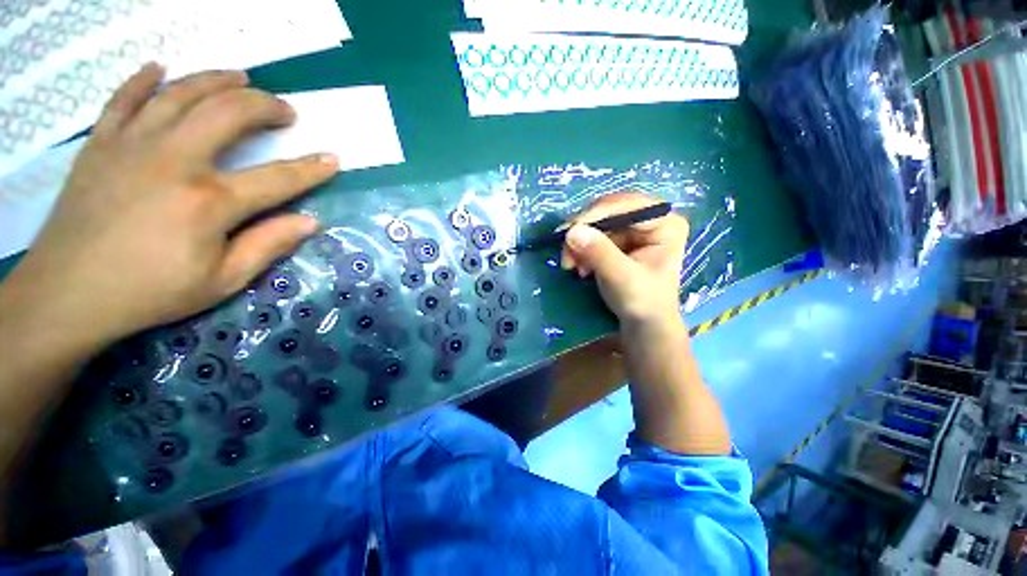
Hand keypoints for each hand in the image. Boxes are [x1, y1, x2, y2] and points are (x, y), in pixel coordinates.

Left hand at [5, 63, 337, 347]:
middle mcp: (174, 160)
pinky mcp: (100, 144)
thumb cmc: (151, 292)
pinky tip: (161, 68)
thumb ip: (268, 246)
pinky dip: (144, 79)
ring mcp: (132, 145)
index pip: (277, 178)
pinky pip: (124, 98)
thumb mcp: (223, 281)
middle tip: (285, 110)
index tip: (332, 158)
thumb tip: (310, 222)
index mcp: (209, 202)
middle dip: (265, 106)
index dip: (311, 169)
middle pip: (228, 113)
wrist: (68, 294)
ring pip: (180, 93)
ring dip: (216, 80)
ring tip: (240, 77)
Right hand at [560, 192, 687, 327]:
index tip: (570, 230)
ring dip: (579, 243)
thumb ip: (599, 253)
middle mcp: (650, 220)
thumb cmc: (642, 303)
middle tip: (566, 253)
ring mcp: (633, 231)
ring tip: (571, 266)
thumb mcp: (621, 277)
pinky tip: (578, 267)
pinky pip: (593, 237)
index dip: (596, 214)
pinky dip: (581, 250)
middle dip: (584, 232)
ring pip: (597, 225)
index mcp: (664, 223)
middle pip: (609, 212)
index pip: (627, 205)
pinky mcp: (619, 242)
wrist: (643, 326)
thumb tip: (572, 231)